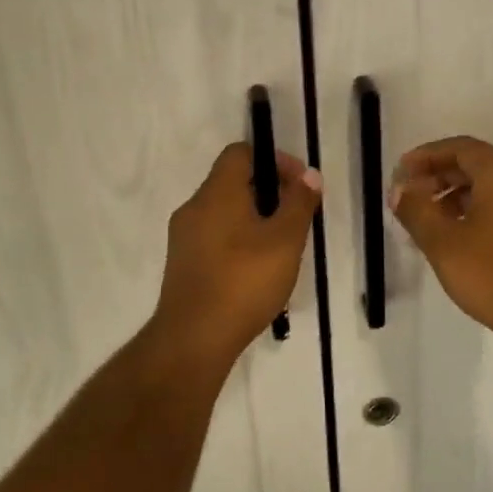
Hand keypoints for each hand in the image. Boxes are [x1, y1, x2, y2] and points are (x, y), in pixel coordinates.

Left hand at [153, 142, 321, 362]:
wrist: (193, 339)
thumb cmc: (244, 282)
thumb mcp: (285, 240)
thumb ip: (299, 203)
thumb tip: (309, 175)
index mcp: (217, 193)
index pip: (240, 152)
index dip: (274, 160)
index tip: (299, 185)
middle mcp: (194, 207)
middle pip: (232, 182)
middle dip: (269, 192)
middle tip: (296, 219)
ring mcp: (184, 237)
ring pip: (224, 212)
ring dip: (255, 219)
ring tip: (281, 248)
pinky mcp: (183, 264)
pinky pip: (214, 237)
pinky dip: (238, 240)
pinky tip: (257, 271)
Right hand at [389, 136, 492, 349]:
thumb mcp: (443, 243)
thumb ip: (416, 210)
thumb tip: (400, 189)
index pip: (461, 148)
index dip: (427, 155)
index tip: (401, 172)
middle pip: (477, 164)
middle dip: (439, 175)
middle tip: (410, 195)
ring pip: (491, 187)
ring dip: (456, 195)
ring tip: (428, 219)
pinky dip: (476, 210)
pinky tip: (457, 236)